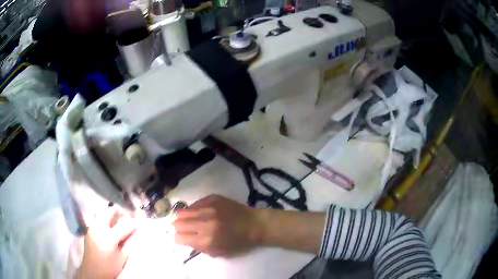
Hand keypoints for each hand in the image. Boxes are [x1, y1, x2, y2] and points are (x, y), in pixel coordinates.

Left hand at [77, 207, 136, 278]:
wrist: (93, 272)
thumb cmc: (109, 268)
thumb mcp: (122, 258)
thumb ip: (128, 244)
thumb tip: (135, 232)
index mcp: (108, 238)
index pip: (124, 225)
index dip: (134, 222)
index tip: (141, 220)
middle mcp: (98, 229)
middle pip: (108, 212)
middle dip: (118, 211)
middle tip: (127, 215)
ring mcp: (91, 228)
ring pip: (100, 213)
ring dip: (110, 213)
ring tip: (117, 218)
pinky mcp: (88, 230)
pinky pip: (96, 219)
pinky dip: (103, 218)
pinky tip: (108, 225)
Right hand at [172, 195, 262, 256]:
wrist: (254, 224)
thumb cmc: (239, 242)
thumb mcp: (219, 252)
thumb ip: (200, 248)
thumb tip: (185, 240)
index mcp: (207, 240)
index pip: (180, 238)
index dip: (178, 238)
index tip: (180, 238)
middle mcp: (205, 223)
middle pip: (178, 224)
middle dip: (178, 227)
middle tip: (182, 228)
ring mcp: (209, 209)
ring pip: (183, 211)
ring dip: (183, 217)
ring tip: (187, 219)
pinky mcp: (213, 198)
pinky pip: (195, 203)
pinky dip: (193, 209)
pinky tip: (198, 212)